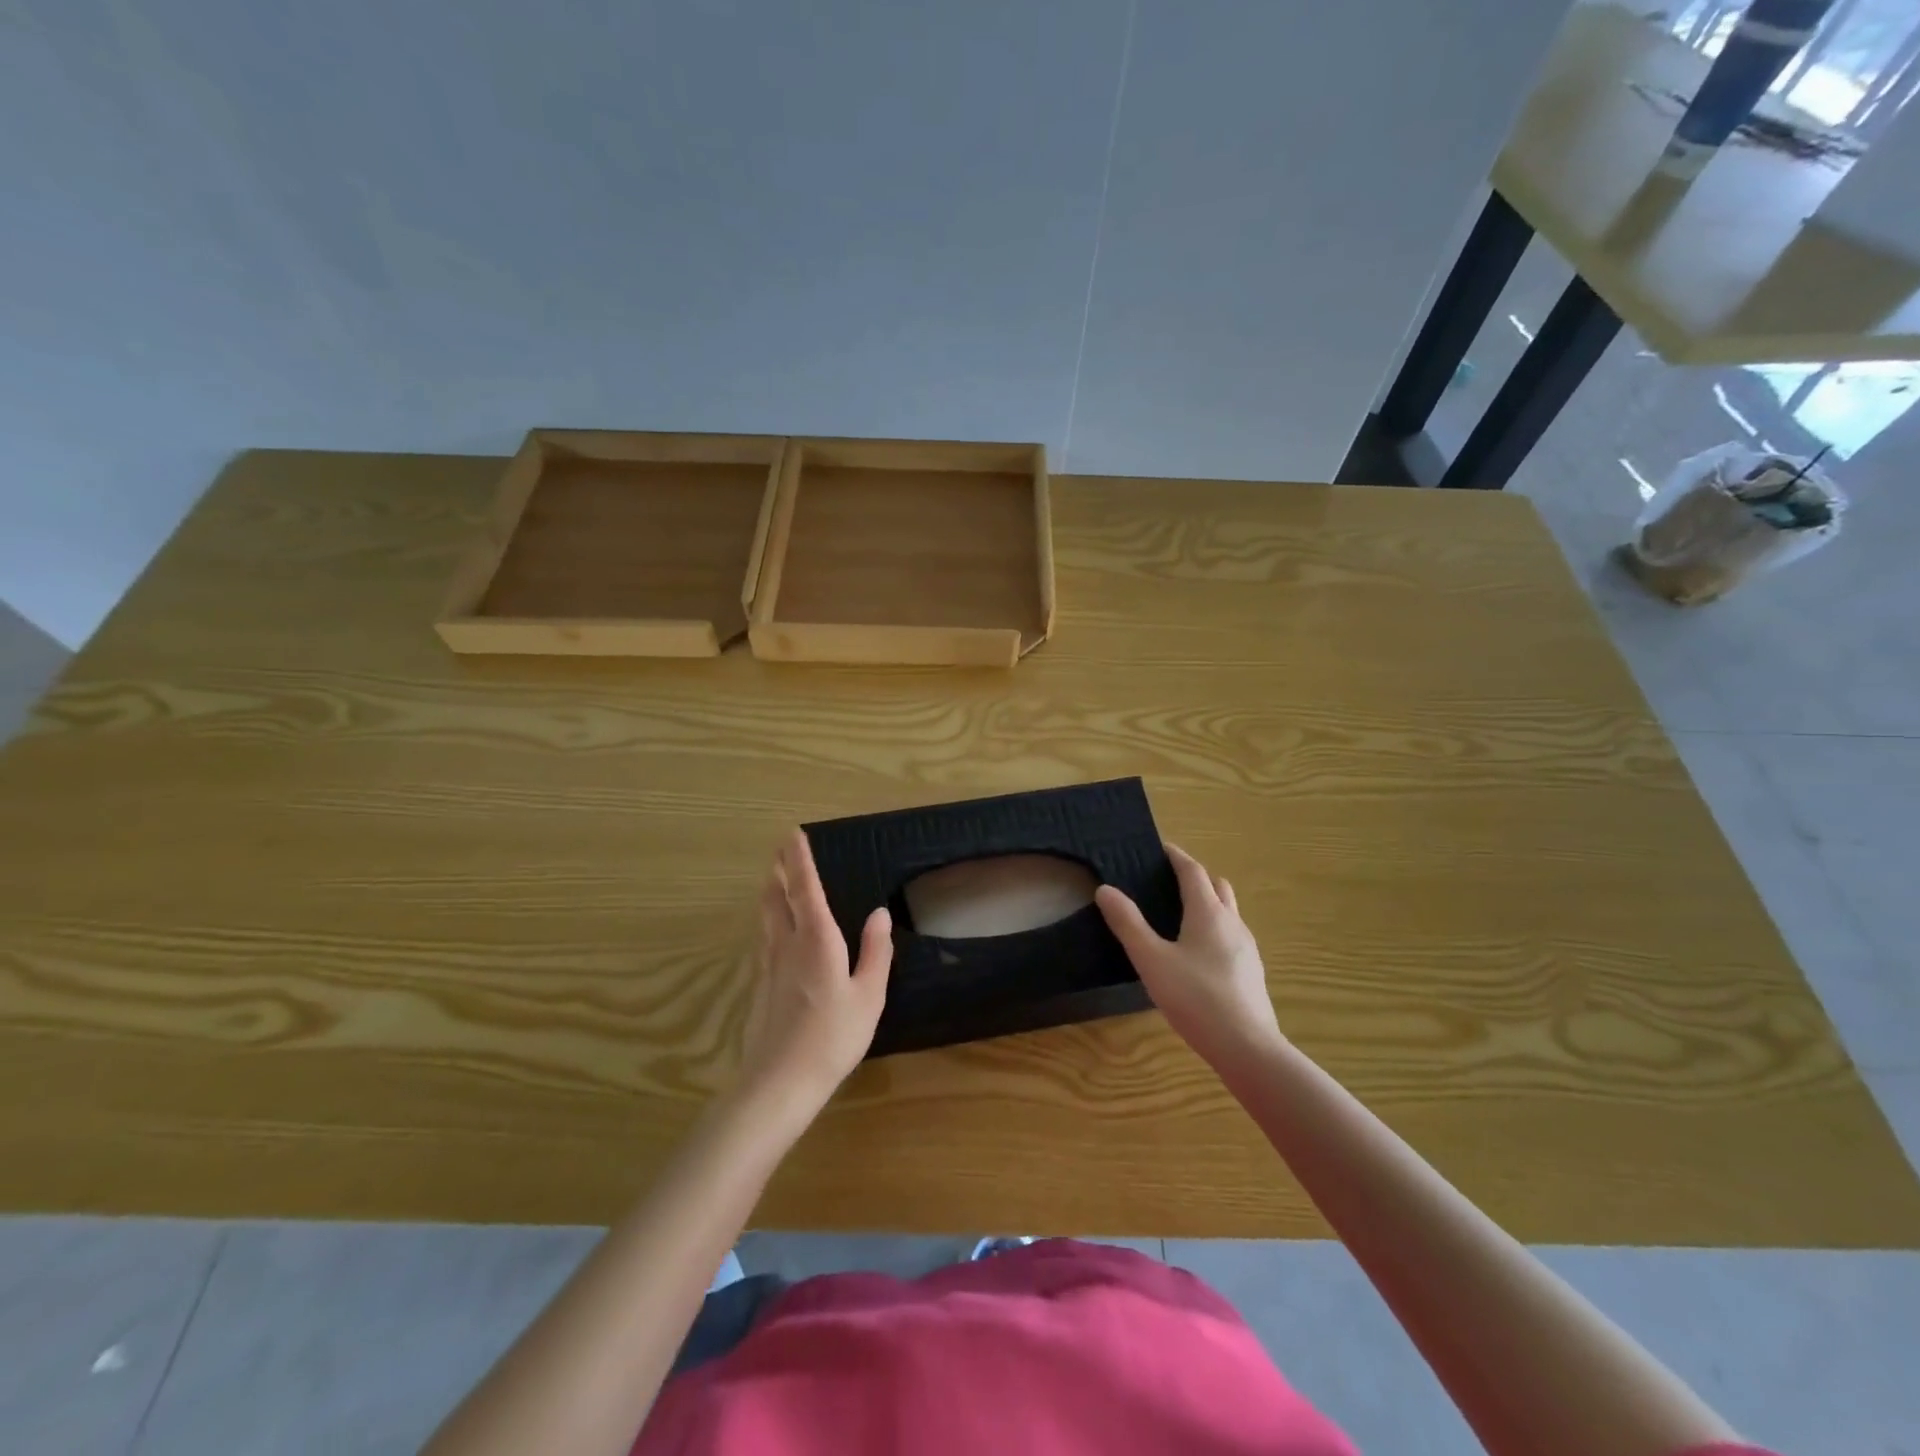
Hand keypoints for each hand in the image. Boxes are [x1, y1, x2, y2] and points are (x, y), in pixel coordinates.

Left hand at [740, 829, 892, 1109]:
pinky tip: (771, 930)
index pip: (806, 888)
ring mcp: (768, 964)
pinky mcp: (760, 984)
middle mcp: (787, 943)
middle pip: (777, 896)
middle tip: (780, 850)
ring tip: (773, 878)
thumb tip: (879, 912)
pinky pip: (763, 938)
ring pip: (766, 916)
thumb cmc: (834, 1036)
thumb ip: (875, 951)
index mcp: (817, 939)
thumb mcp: (868, 994)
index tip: (793, 834)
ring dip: (769, 891)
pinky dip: (768, 919)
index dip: (800, 859)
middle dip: (779, 869)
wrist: (780, 1080)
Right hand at [1095, 844, 1284, 1072]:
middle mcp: (1232, 922)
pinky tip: (1198, 954)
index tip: (1160, 848)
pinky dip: (1215, 929)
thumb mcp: (1151, 960)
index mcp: (1208, 912)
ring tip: (1180, 916)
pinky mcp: (1251, 972)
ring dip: (1207, 903)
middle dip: (1194, 877)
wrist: (1247, 1047)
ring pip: (1228, 911)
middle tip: (1168, 881)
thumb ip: (1128, 924)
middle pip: (1217, 886)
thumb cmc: (1196, 997)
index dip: (1176, 856)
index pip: (1193, 870)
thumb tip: (1106, 890)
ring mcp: (1247, 948)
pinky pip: (1232, 936)